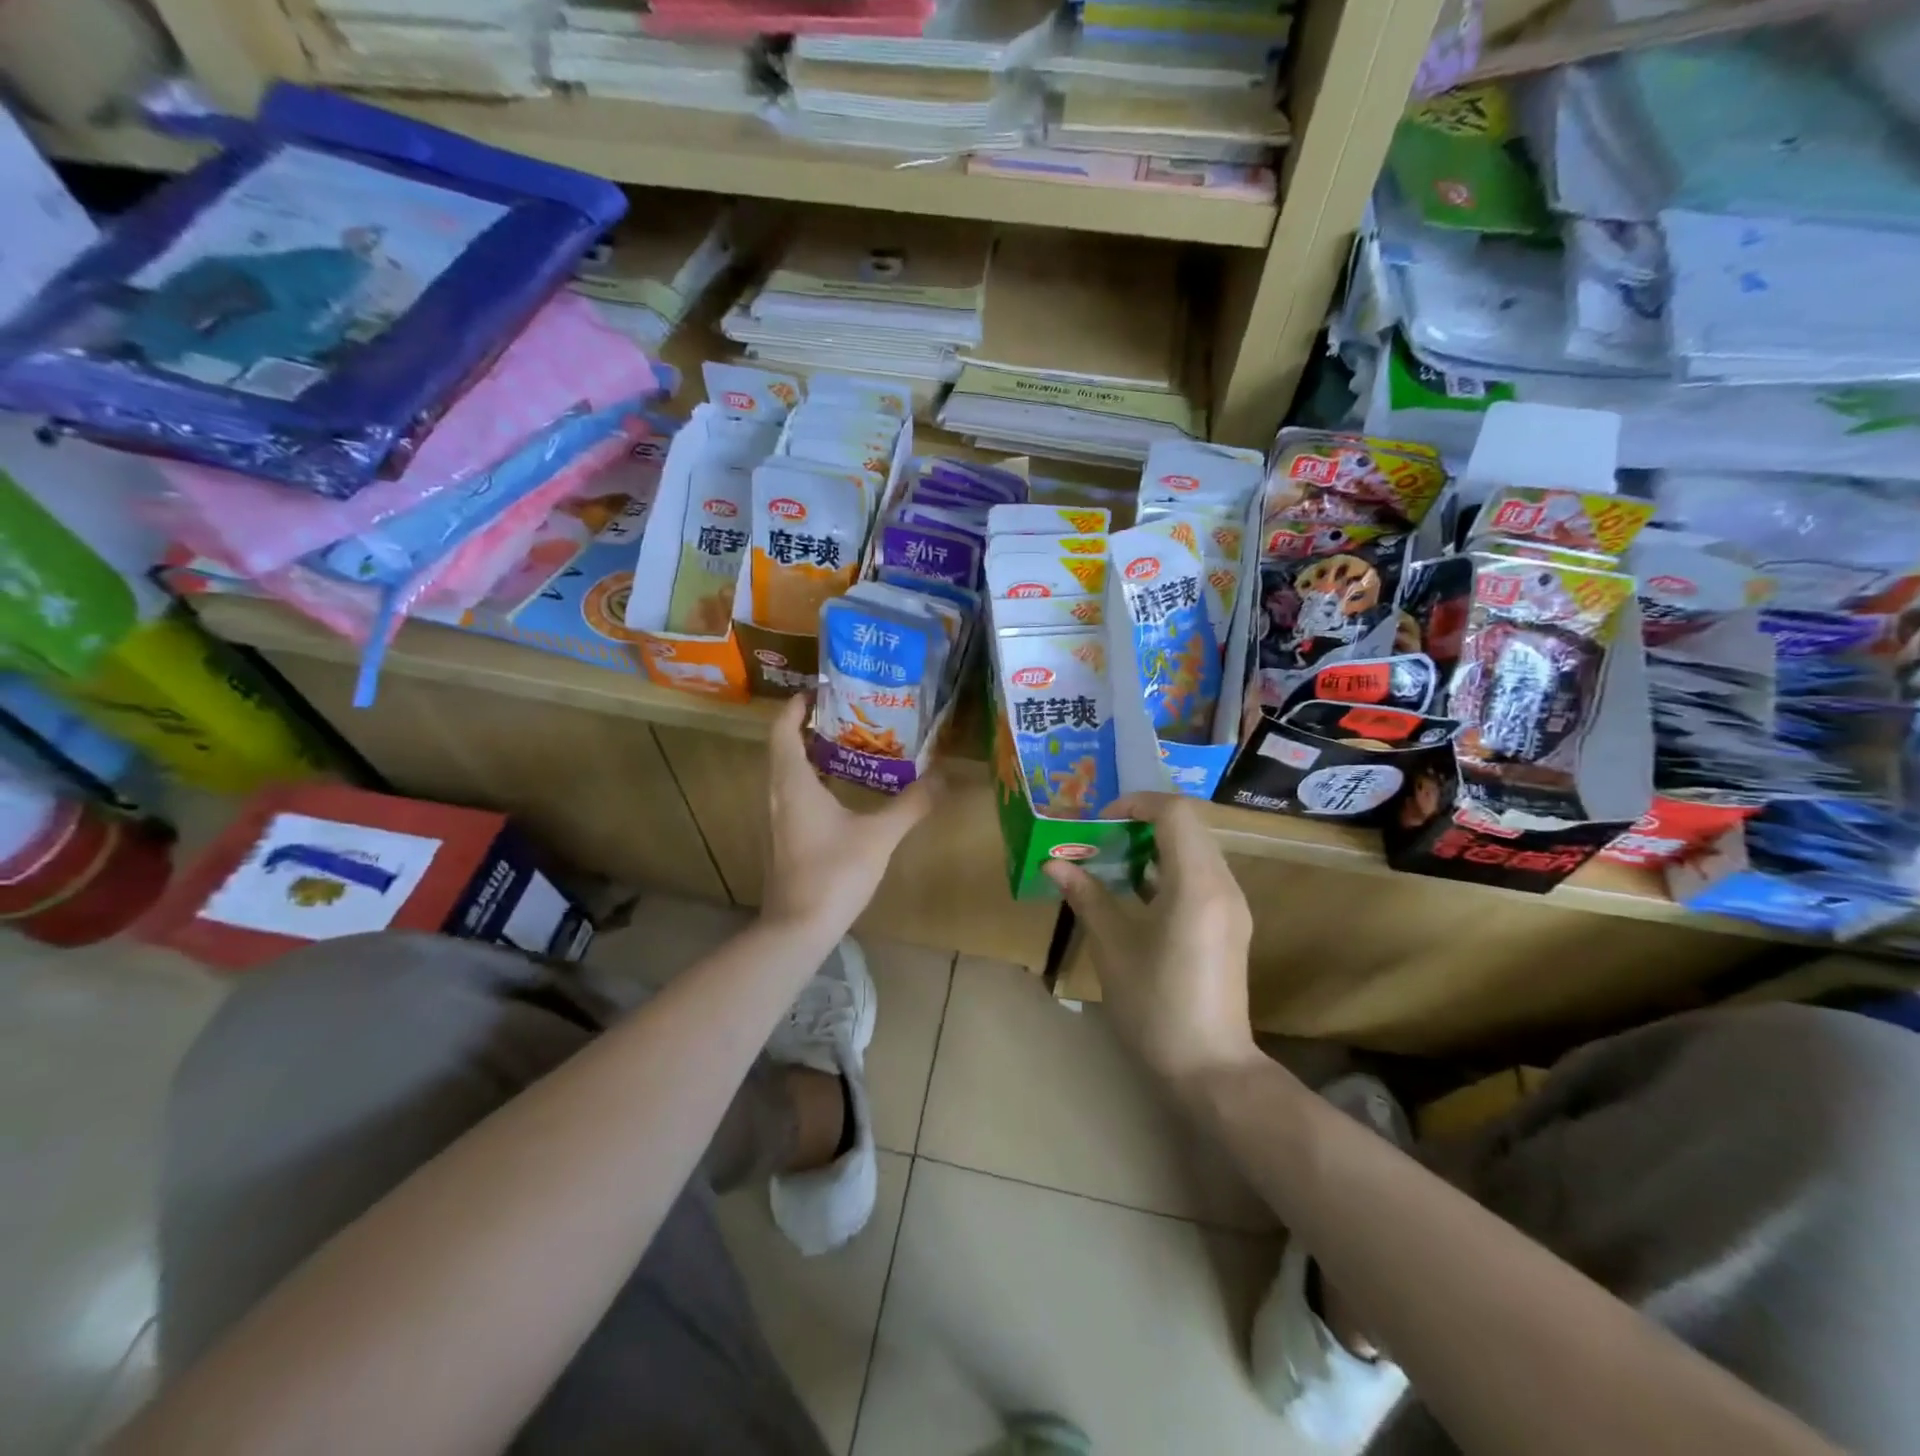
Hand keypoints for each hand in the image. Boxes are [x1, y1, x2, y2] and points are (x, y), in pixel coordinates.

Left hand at [761, 693, 936, 937]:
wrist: (798, 928)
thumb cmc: (835, 873)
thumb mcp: (880, 836)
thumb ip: (911, 804)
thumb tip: (942, 777)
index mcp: (794, 783)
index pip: (783, 731)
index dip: (795, 707)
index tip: (817, 691)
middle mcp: (777, 795)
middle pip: (782, 750)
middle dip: (806, 728)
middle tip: (841, 715)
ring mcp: (776, 821)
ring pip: (785, 775)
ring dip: (807, 756)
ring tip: (843, 747)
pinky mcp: (781, 841)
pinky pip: (791, 797)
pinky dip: (809, 783)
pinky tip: (837, 793)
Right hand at [1043, 792, 1257, 1086]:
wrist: (1210, 1067)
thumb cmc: (1155, 1006)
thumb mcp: (1113, 947)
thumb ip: (1087, 897)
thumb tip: (1054, 864)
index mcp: (1196, 884)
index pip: (1174, 812)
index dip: (1135, 804)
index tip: (1100, 822)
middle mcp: (1223, 885)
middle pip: (1188, 826)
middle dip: (1142, 821)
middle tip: (1101, 837)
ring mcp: (1232, 905)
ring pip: (1197, 849)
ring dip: (1156, 844)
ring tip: (1114, 859)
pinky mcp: (1231, 924)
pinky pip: (1202, 874)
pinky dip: (1170, 868)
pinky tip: (1138, 890)